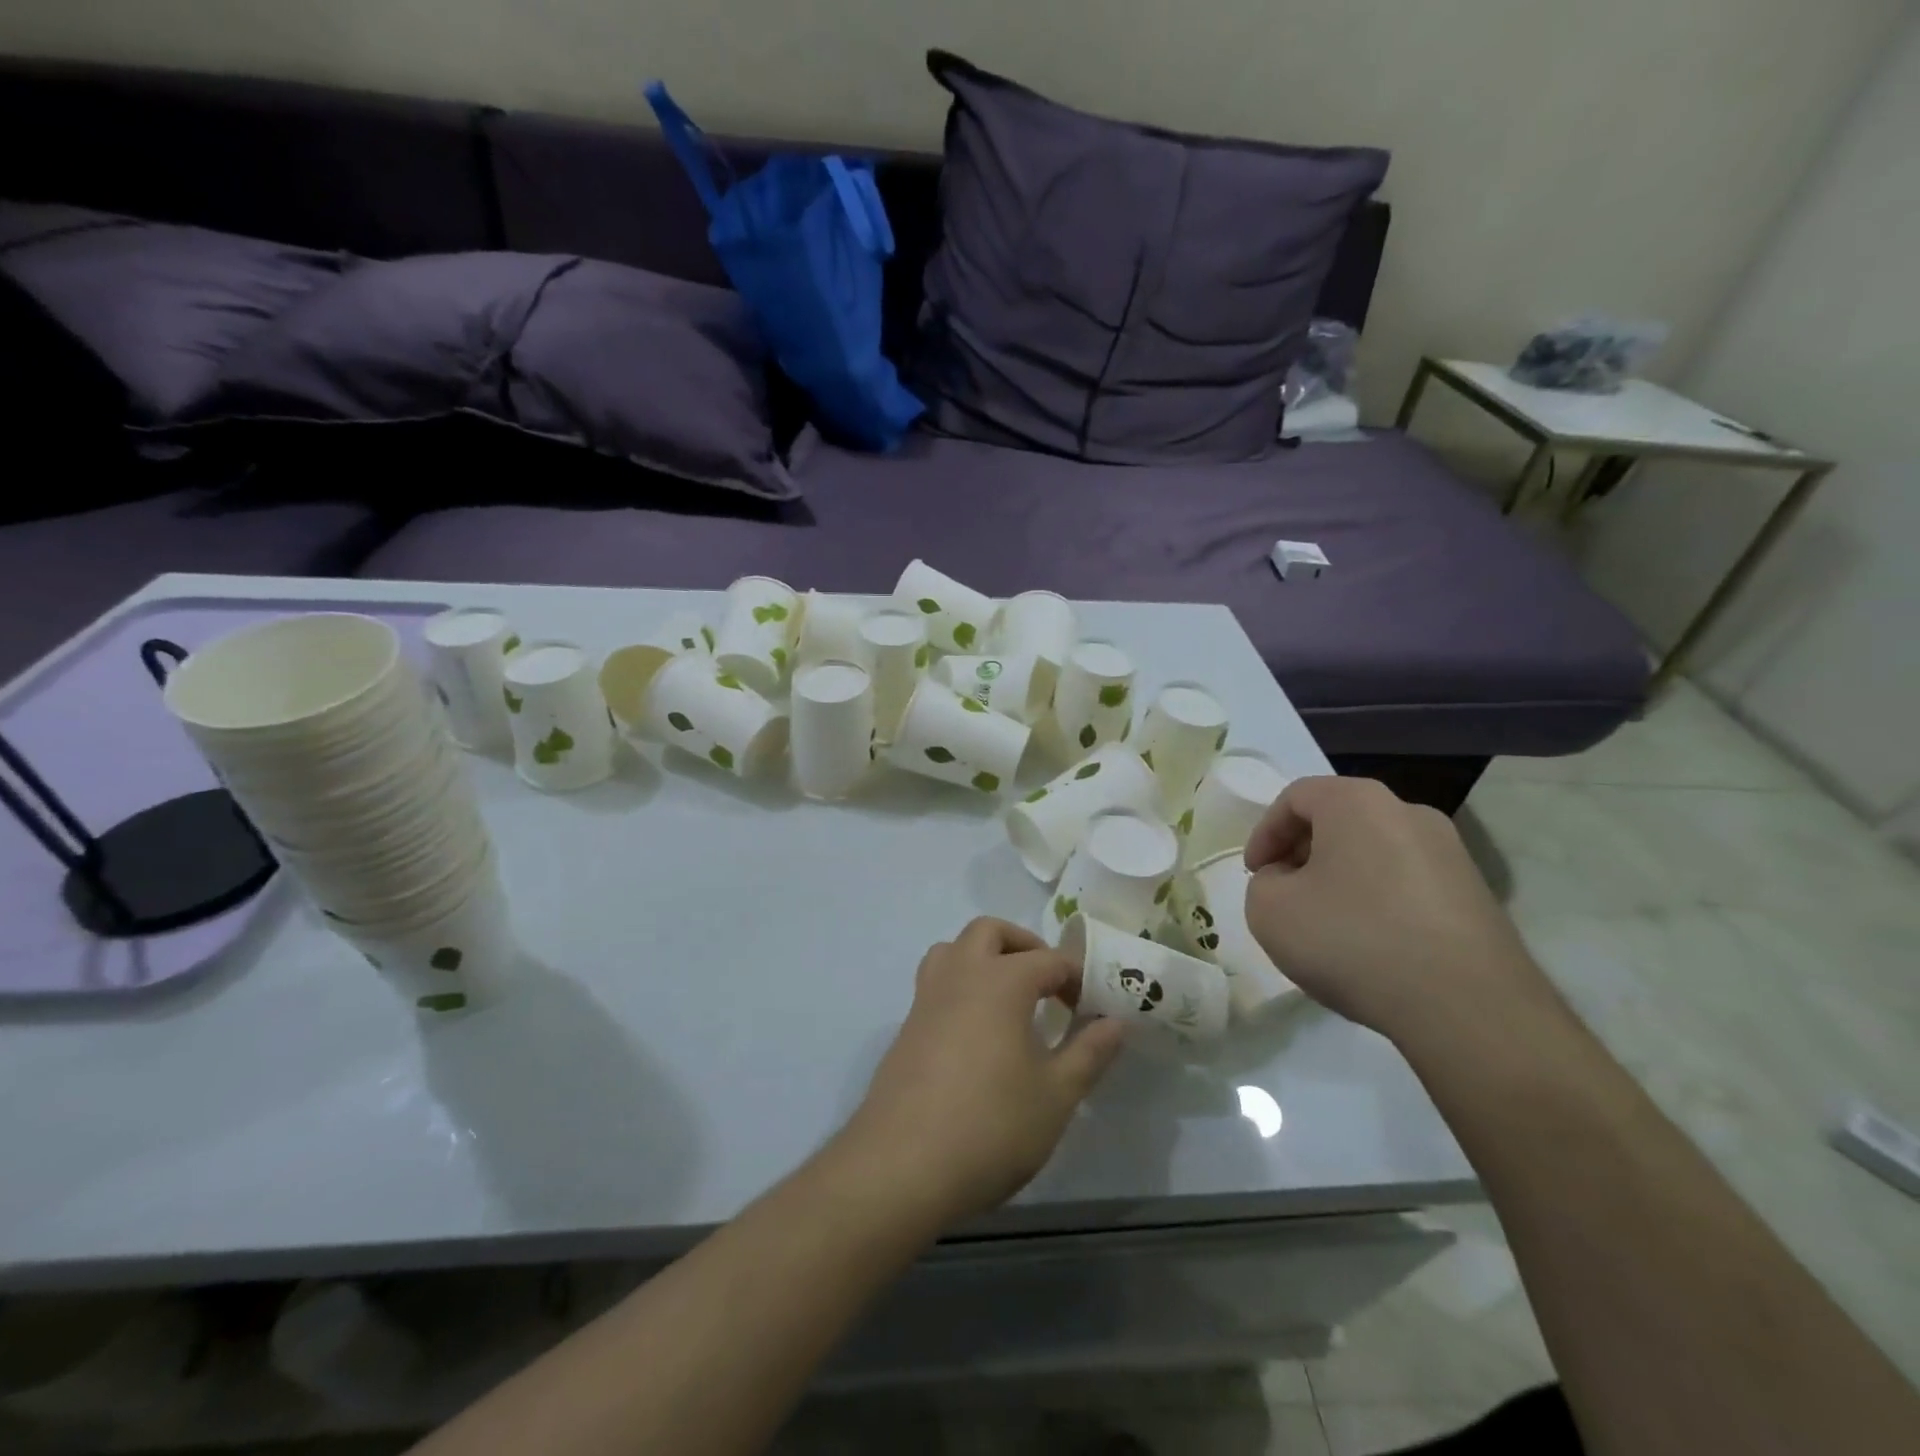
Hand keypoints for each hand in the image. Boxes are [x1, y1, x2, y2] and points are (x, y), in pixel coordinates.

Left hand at [840, 918, 1126, 1226]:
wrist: (902, 1166)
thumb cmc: (991, 1126)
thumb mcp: (1056, 1096)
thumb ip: (1089, 1053)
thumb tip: (1116, 1022)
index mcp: (1001, 981)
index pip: (1048, 959)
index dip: (1075, 977)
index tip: (1090, 1008)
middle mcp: (960, 974)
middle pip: (989, 932)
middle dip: (1023, 945)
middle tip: (1047, 983)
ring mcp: (927, 998)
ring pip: (953, 949)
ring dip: (983, 958)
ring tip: (1008, 998)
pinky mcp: (906, 1026)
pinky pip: (936, 983)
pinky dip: (960, 986)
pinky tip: (976, 1034)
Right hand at [1243, 776, 1547, 1042]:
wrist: (1468, 1007)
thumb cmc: (1353, 940)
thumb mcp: (1269, 910)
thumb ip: (1264, 883)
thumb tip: (1290, 881)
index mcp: (1358, 802)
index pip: (1295, 797)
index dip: (1265, 833)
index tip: (1255, 874)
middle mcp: (1409, 813)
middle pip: (1338, 820)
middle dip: (1302, 854)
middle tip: (1284, 894)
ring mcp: (1451, 854)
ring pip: (1374, 852)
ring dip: (1340, 879)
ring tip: (1325, 925)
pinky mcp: (1475, 895)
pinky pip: (1406, 883)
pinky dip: (1377, 902)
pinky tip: (1369, 946)